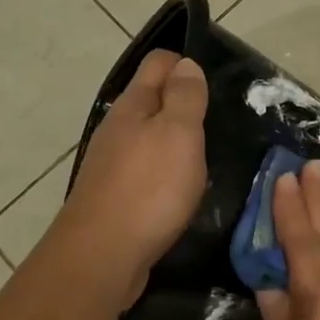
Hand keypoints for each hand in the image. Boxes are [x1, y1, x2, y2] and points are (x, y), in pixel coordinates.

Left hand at [60, 50, 207, 305]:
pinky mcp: (113, 196)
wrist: (102, 255)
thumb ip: (185, 97)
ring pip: (147, 137)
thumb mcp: (179, 134)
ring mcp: (111, 163)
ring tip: (204, 157)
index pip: (159, 63)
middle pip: (151, 100)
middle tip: (217, 122)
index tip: (216, 86)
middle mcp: (117, 128)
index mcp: (133, 105)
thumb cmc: (149, 189)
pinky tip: (179, 190)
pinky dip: (163, 171)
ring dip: (173, 140)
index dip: (187, 65)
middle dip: (182, 103)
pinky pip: (143, 170)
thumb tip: (185, 64)